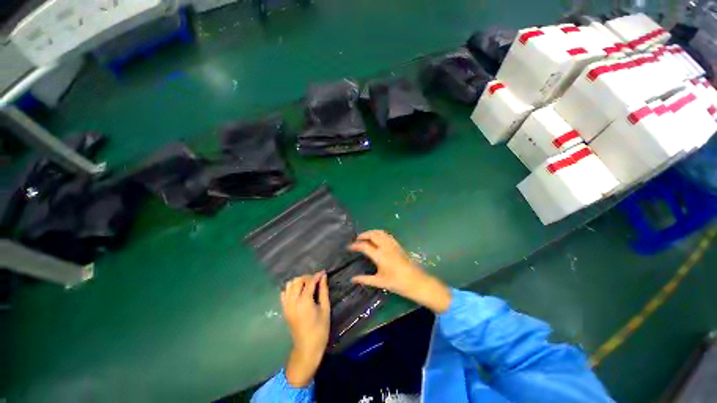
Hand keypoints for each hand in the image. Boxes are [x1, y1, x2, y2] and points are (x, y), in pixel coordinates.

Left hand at [281, 272, 329, 387]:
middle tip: (316, 280)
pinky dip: (291, 289)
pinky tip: (298, 292)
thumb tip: (323, 277)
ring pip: (289, 285)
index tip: (323, 272)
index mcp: (304, 301)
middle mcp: (293, 301)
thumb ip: (323, 291)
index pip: (310, 282)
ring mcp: (287, 306)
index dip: (317, 275)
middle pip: (298, 281)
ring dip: (299, 282)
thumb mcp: (325, 308)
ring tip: (308, 285)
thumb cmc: (320, 329)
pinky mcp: (284, 310)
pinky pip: (284, 294)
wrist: (307, 348)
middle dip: (307, 277)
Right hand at [349, 230, 450, 313]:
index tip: (349, 247)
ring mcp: (393, 244)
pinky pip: (387, 234)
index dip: (355, 245)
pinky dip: (379, 233)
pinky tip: (377, 238)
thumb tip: (352, 279)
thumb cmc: (397, 283)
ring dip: (371, 232)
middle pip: (372, 234)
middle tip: (357, 239)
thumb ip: (365, 279)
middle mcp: (386, 247)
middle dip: (363, 234)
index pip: (364, 246)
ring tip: (365, 236)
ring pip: (380, 232)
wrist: (416, 281)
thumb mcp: (379, 282)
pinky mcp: (398, 245)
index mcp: (380, 255)